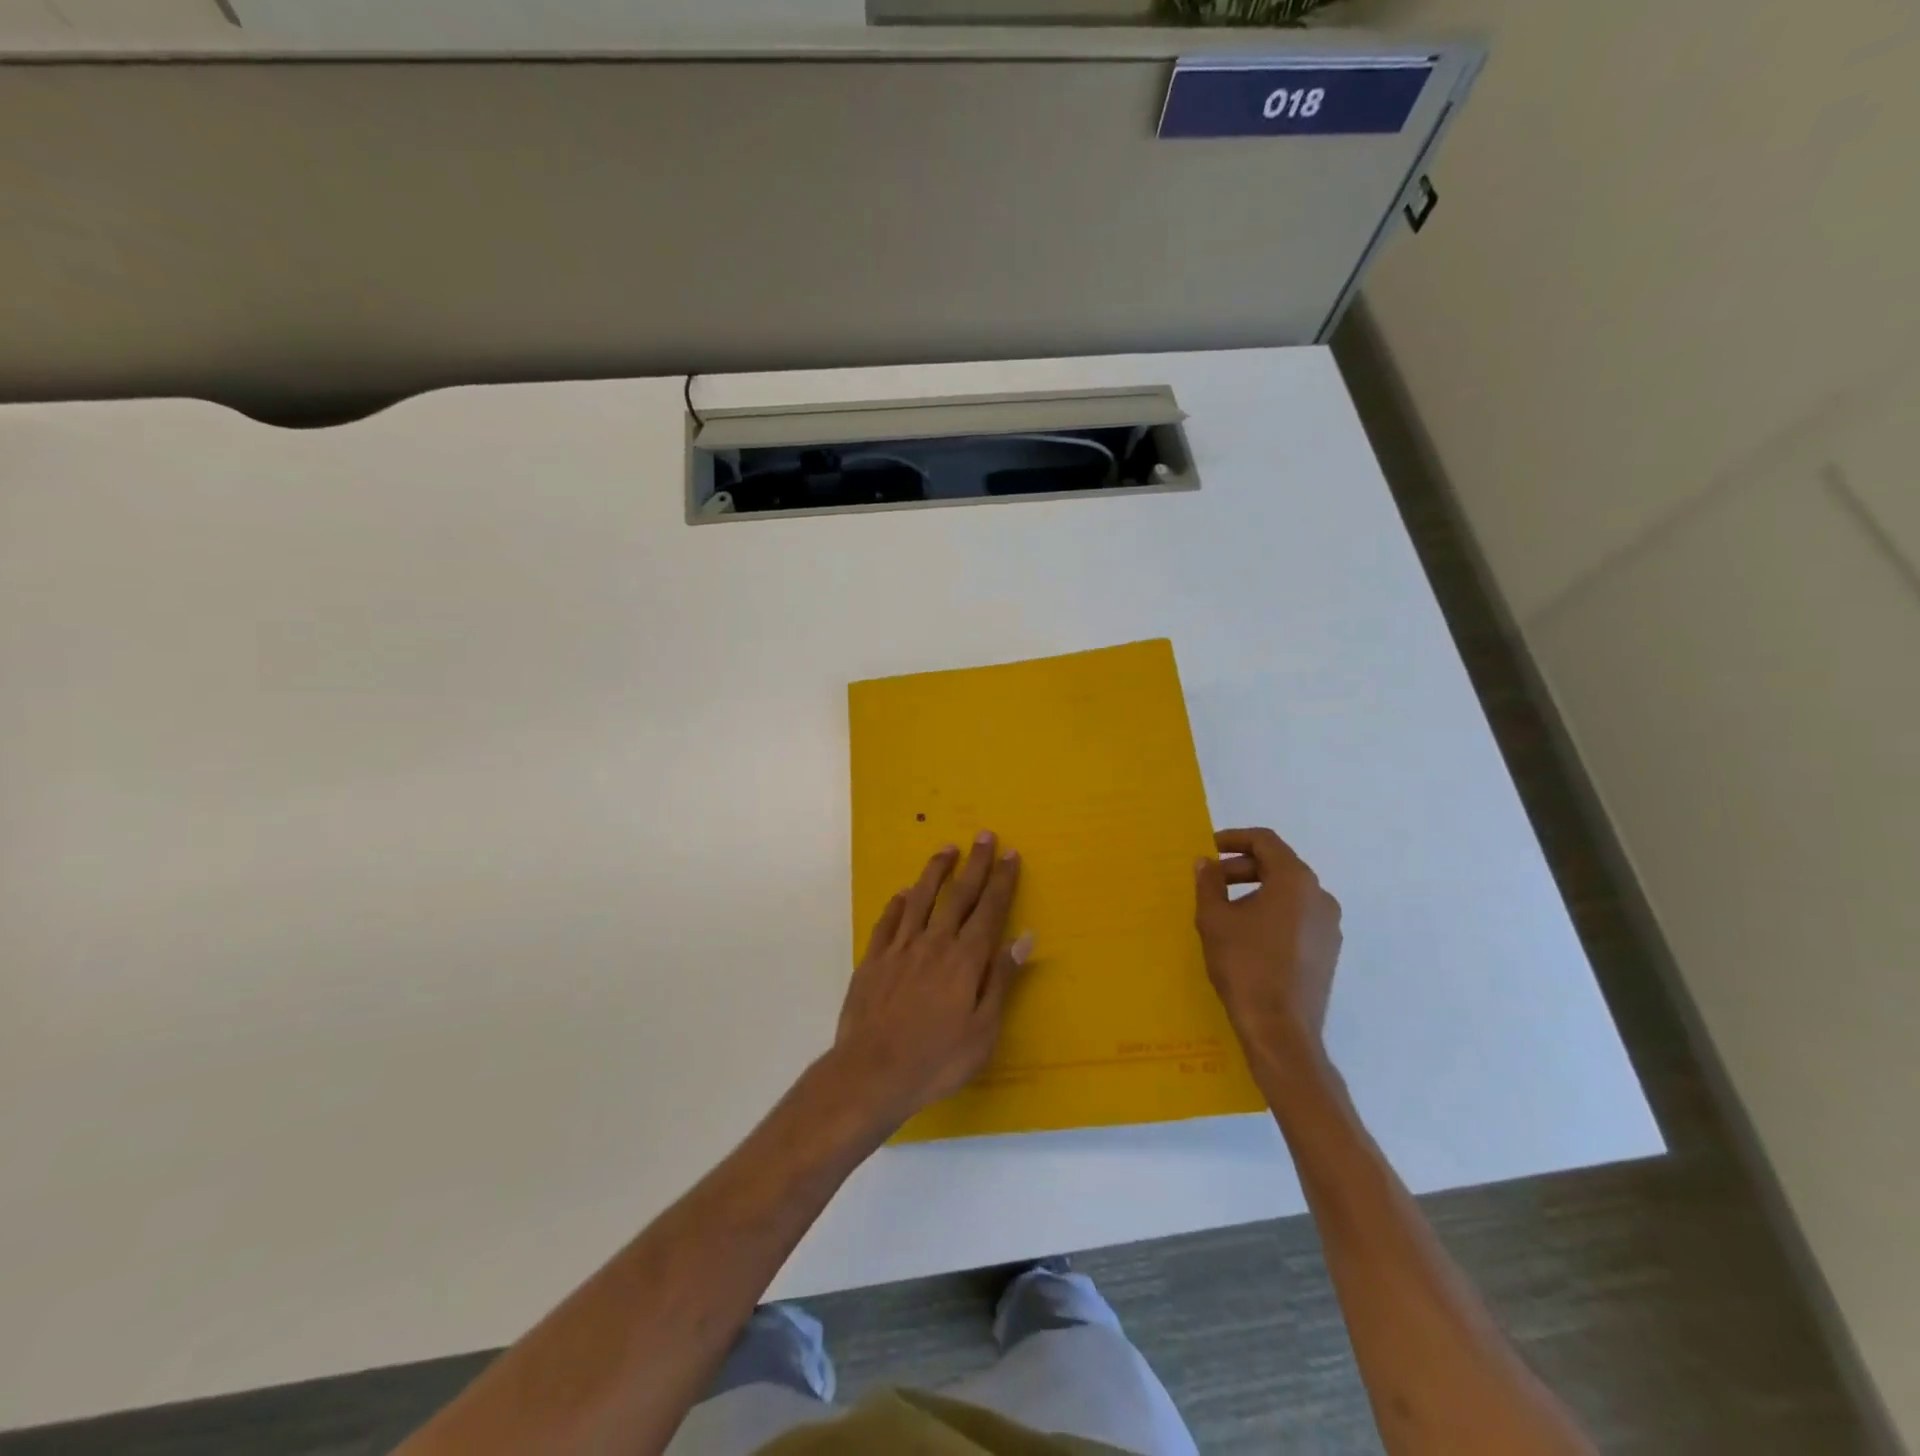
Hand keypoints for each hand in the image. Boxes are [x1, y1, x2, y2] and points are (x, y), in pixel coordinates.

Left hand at [829, 834, 1032, 1131]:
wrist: (872, 1072)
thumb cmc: (937, 1059)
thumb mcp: (983, 1030)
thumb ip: (1001, 980)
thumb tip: (1023, 938)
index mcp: (965, 959)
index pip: (989, 910)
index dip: (1002, 881)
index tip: (1010, 854)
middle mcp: (934, 943)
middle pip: (958, 895)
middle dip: (974, 864)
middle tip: (984, 835)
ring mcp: (899, 948)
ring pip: (920, 899)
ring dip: (935, 872)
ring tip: (946, 850)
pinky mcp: (873, 960)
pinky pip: (887, 922)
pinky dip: (897, 904)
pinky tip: (903, 894)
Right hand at [1195, 827, 1341, 1054]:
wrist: (1280, 1030)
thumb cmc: (1244, 965)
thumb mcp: (1214, 919)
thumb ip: (1209, 882)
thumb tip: (1207, 862)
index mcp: (1295, 881)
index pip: (1265, 841)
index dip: (1234, 838)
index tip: (1208, 849)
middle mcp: (1320, 896)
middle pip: (1278, 865)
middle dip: (1241, 868)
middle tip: (1210, 882)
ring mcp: (1329, 925)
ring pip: (1289, 892)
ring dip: (1256, 890)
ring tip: (1225, 910)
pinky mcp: (1328, 950)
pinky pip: (1298, 917)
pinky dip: (1272, 912)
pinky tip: (1248, 935)